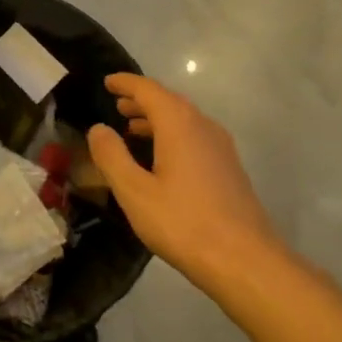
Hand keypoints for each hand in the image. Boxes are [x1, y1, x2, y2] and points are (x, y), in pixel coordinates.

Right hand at [88, 73, 283, 292]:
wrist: (243, 259)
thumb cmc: (183, 223)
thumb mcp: (135, 192)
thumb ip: (112, 156)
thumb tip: (98, 129)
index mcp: (179, 125)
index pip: (149, 90)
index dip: (126, 83)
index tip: (107, 81)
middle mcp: (203, 126)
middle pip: (170, 101)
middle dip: (142, 100)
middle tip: (117, 104)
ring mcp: (221, 147)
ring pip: (185, 120)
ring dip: (157, 118)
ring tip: (133, 128)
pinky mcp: (228, 168)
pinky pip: (195, 137)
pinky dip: (172, 135)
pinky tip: (161, 158)